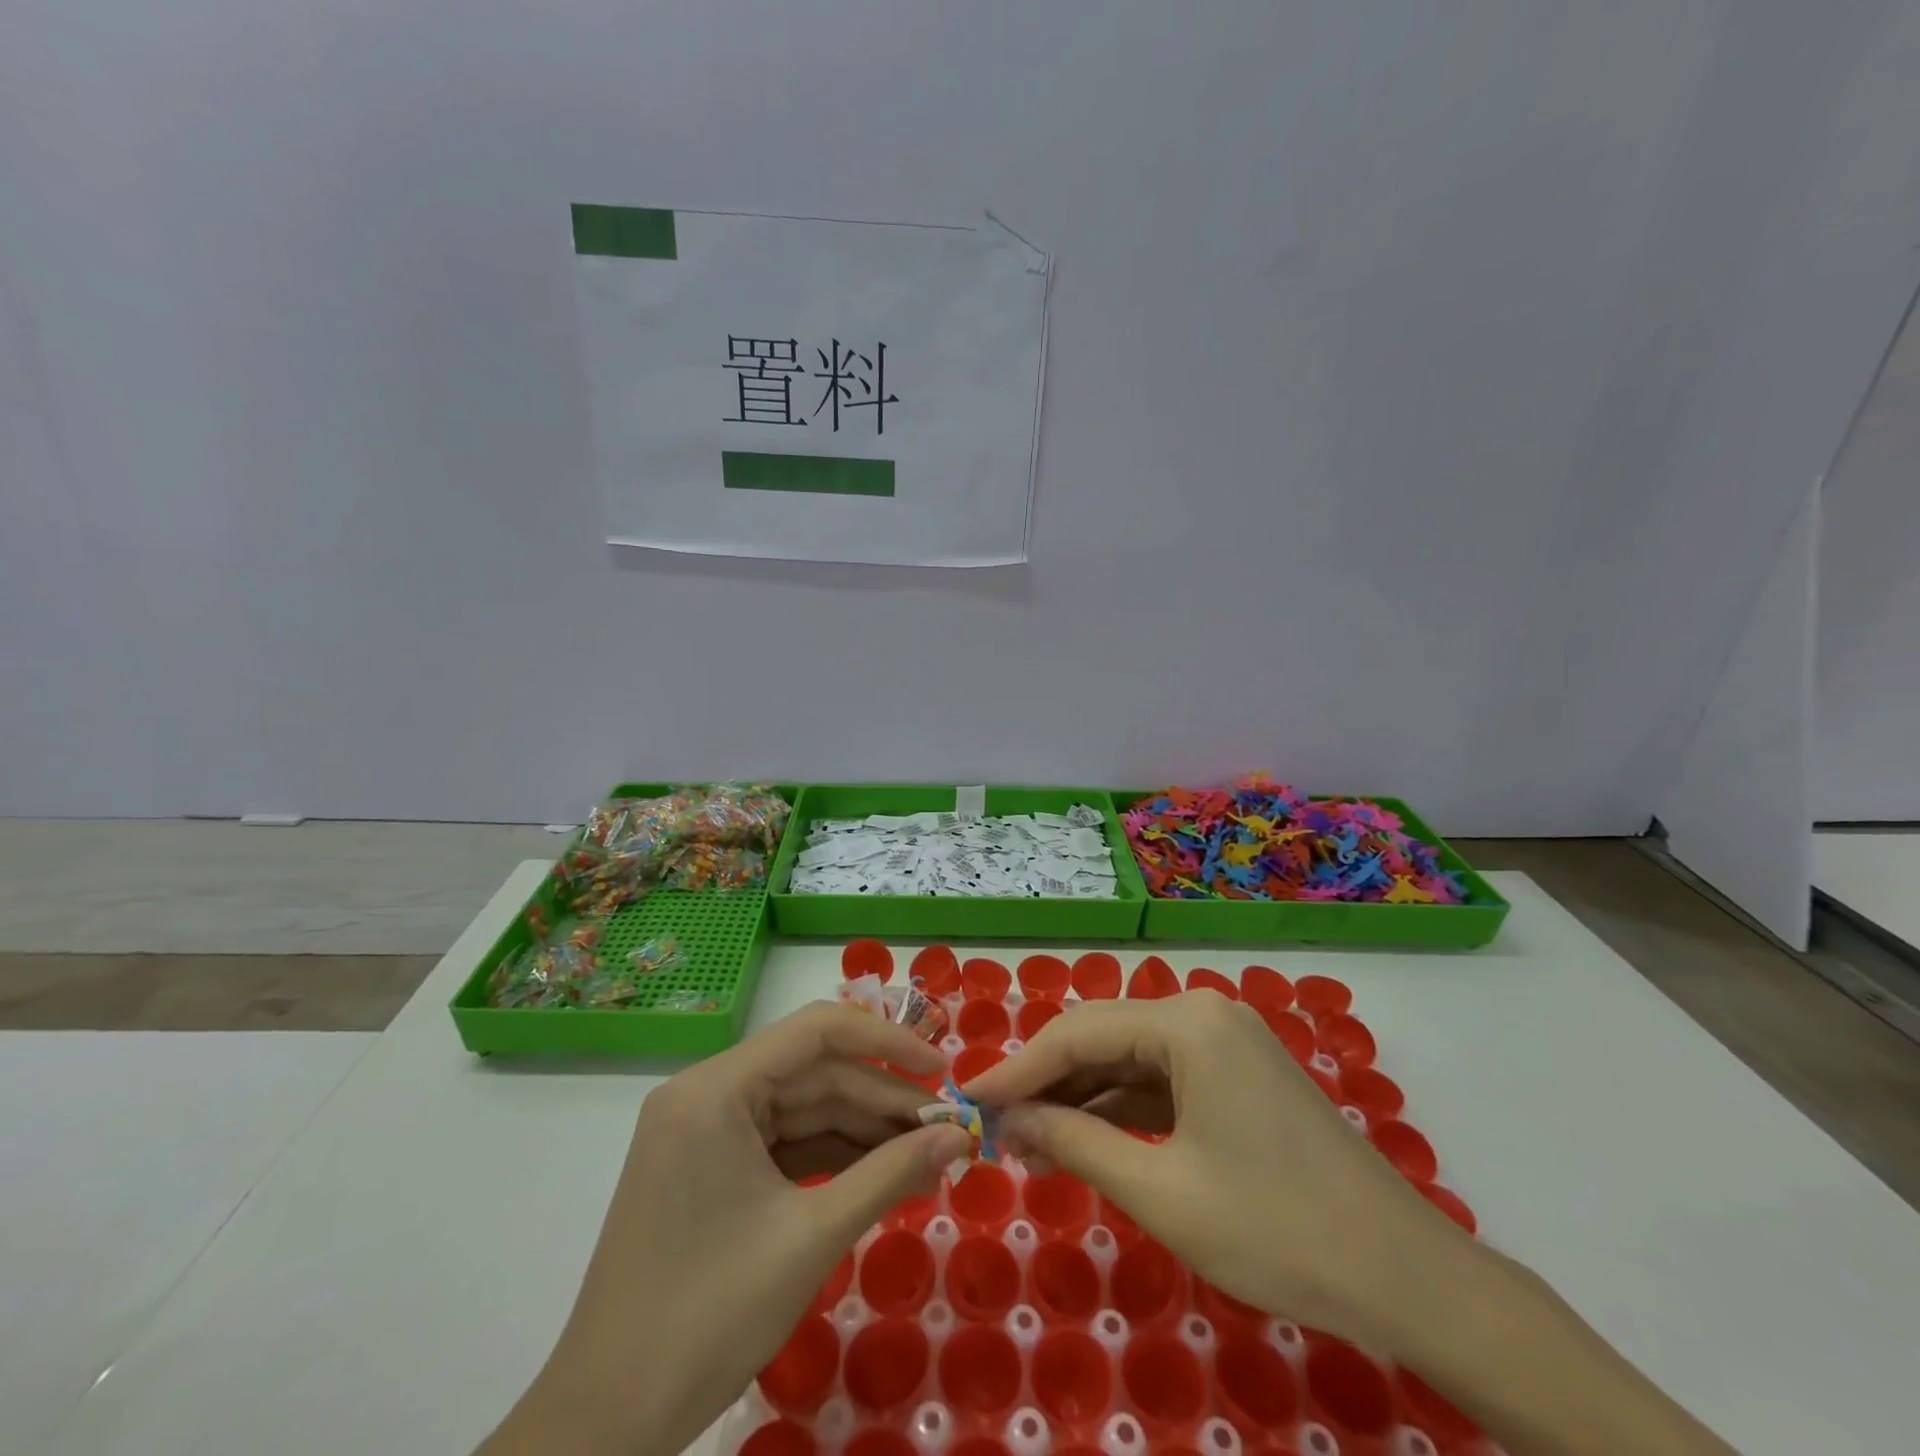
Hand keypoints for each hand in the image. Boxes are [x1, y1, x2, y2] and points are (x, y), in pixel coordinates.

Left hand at [479, 1002, 971, 1455]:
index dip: (886, 1042)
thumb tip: (959, 1138)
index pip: (815, 1031)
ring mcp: (705, 1131)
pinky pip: (783, 1143)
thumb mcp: (811, 1237)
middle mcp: (706, 1094)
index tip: (941, 1069)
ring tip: (925, 1153)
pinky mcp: (709, 1168)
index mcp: (715, 1089)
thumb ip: (890, 1174)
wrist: (605, 1425)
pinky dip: (832, 1156)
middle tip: (946, 1128)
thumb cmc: (707, 1318)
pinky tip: (880, 1173)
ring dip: (863, 1129)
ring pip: (802, 1109)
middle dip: (882, 1099)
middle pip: (812, 1073)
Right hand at [967, 992, 1734, 1455]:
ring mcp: (1225, 1040)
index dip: (1017, 1069)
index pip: (1078, 1033)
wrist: (1405, 1275)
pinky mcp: (1237, 1072)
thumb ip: (1076, 1145)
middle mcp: (1203, 1012)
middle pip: (1103, 1038)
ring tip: (1031, 1139)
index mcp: (1187, 1022)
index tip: (967, 1100)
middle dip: (1048, 1083)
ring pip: (1131, 1059)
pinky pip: (1164, 1079)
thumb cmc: (1276, 1229)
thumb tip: (1010, 1123)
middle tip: (996, 1126)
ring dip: (1083, 1097)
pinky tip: (1089, 1137)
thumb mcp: (1161, 1191)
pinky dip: (1124, 1108)